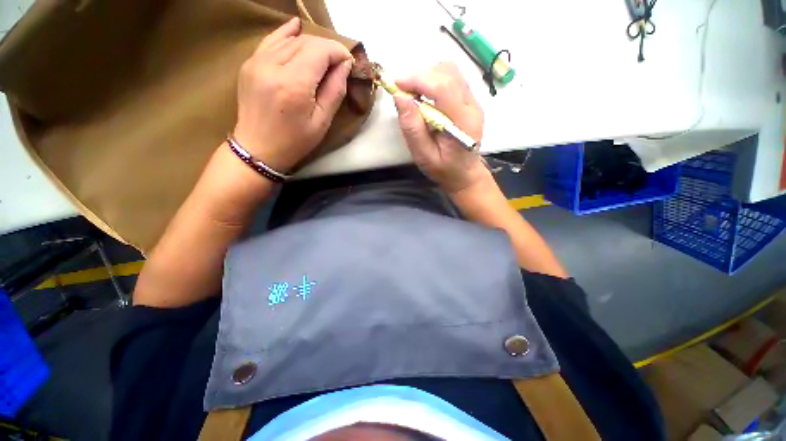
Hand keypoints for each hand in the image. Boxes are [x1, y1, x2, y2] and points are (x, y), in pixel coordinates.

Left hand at [233, 18, 353, 172]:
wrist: (258, 149)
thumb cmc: (295, 141)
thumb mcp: (321, 122)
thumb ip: (335, 91)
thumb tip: (345, 66)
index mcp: (293, 84)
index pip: (319, 51)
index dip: (337, 52)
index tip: (348, 63)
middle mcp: (273, 65)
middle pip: (305, 42)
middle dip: (326, 49)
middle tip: (338, 64)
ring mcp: (257, 61)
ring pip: (289, 39)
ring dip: (310, 44)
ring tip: (322, 58)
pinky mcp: (249, 63)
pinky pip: (270, 40)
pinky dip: (285, 33)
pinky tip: (296, 26)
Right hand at [393, 62, 490, 193]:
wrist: (465, 174)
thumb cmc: (444, 169)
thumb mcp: (424, 156)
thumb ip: (413, 129)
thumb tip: (400, 97)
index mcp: (463, 122)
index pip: (443, 87)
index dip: (418, 80)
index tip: (397, 85)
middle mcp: (472, 106)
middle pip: (448, 73)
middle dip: (421, 76)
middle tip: (404, 92)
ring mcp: (473, 101)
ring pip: (451, 72)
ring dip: (427, 77)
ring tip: (413, 94)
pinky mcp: (469, 101)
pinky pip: (452, 79)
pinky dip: (433, 81)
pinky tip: (424, 96)